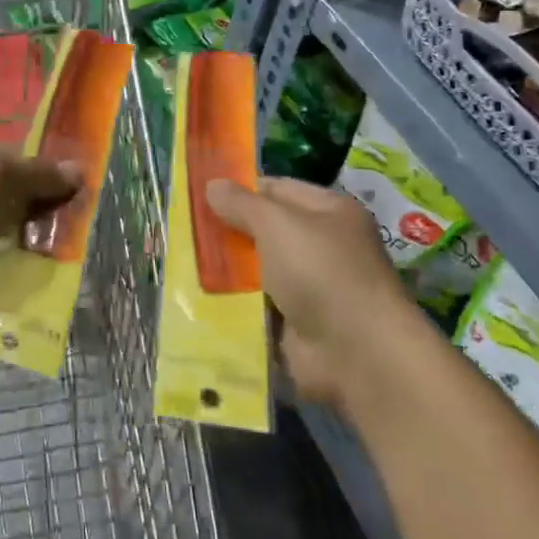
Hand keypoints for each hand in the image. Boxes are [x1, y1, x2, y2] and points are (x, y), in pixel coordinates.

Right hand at [205, 177, 409, 405]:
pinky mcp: (296, 325)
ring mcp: (310, 288)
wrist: (356, 354)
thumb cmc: (320, 272)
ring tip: (181, 265)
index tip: (200, 196)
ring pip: (257, 271)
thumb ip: (242, 203)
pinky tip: (199, 300)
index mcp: (328, 212)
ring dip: (227, 272)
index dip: (240, 190)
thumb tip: (212, 184)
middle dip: (228, 232)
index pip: (277, 189)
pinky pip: (257, 307)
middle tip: (184, 231)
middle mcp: (322, 246)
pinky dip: (234, 306)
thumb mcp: (276, 225)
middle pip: (264, 231)